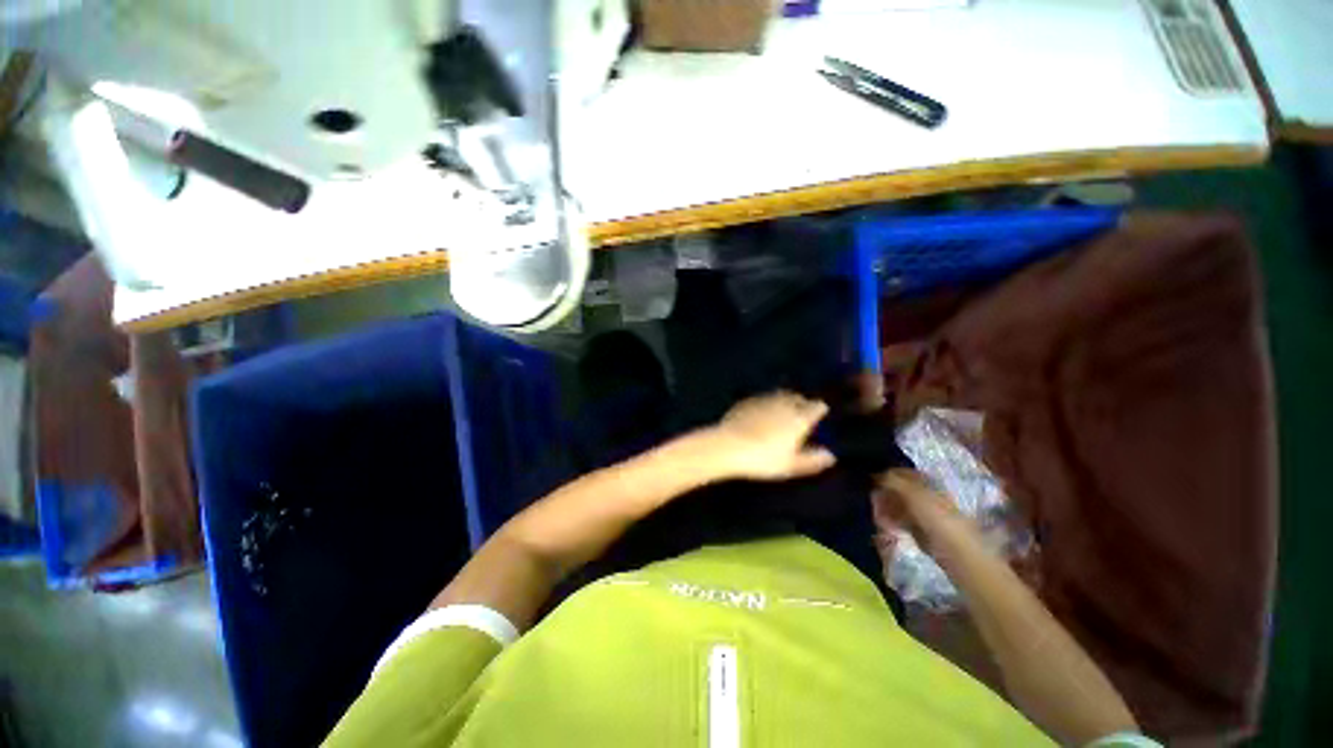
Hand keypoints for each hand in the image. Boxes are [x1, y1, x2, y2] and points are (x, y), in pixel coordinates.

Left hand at [705, 392, 835, 480]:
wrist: (729, 446)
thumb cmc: (763, 459)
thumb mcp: (790, 465)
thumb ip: (812, 460)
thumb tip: (830, 456)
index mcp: (799, 418)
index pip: (816, 406)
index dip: (819, 409)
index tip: (821, 411)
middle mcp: (784, 404)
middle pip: (797, 397)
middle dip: (801, 401)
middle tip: (802, 409)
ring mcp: (764, 400)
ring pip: (779, 395)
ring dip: (784, 399)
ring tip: (783, 408)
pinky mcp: (747, 402)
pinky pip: (762, 399)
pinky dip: (766, 403)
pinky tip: (762, 411)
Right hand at [871, 469, 961, 550]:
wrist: (953, 549)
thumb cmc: (935, 516)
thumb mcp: (912, 493)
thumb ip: (893, 481)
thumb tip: (875, 475)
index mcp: (927, 483)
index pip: (903, 473)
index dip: (887, 474)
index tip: (872, 479)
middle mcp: (924, 496)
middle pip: (899, 489)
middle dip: (884, 492)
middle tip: (872, 497)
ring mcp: (921, 513)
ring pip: (898, 505)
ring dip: (885, 507)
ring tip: (876, 511)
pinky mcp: (918, 529)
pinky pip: (899, 520)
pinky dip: (890, 520)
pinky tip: (883, 523)